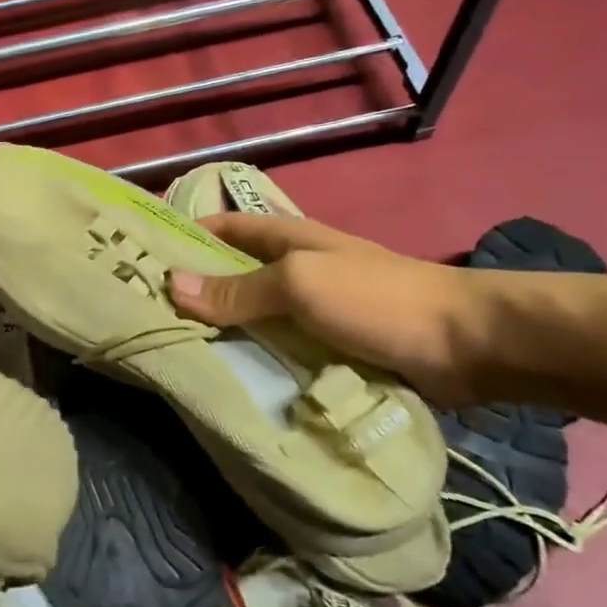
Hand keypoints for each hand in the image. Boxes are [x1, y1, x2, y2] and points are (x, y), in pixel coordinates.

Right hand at [167, 212, 490, 404]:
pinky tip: (232, 380)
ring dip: (226, 332)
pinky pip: (283, 350)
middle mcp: (297, 269)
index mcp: (288, 238)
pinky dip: (258, 360)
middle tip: (149, 316)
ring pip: (257, 317)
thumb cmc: (376, 299)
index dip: (186, 234)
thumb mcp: (300, 283)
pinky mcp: (333, 347)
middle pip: (236, 274)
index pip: (224, 226)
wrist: (465, 344)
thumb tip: (171, 284)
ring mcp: (316, 310)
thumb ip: (238, 288)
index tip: (142, 256)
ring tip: (177, 354)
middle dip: (197, 291)